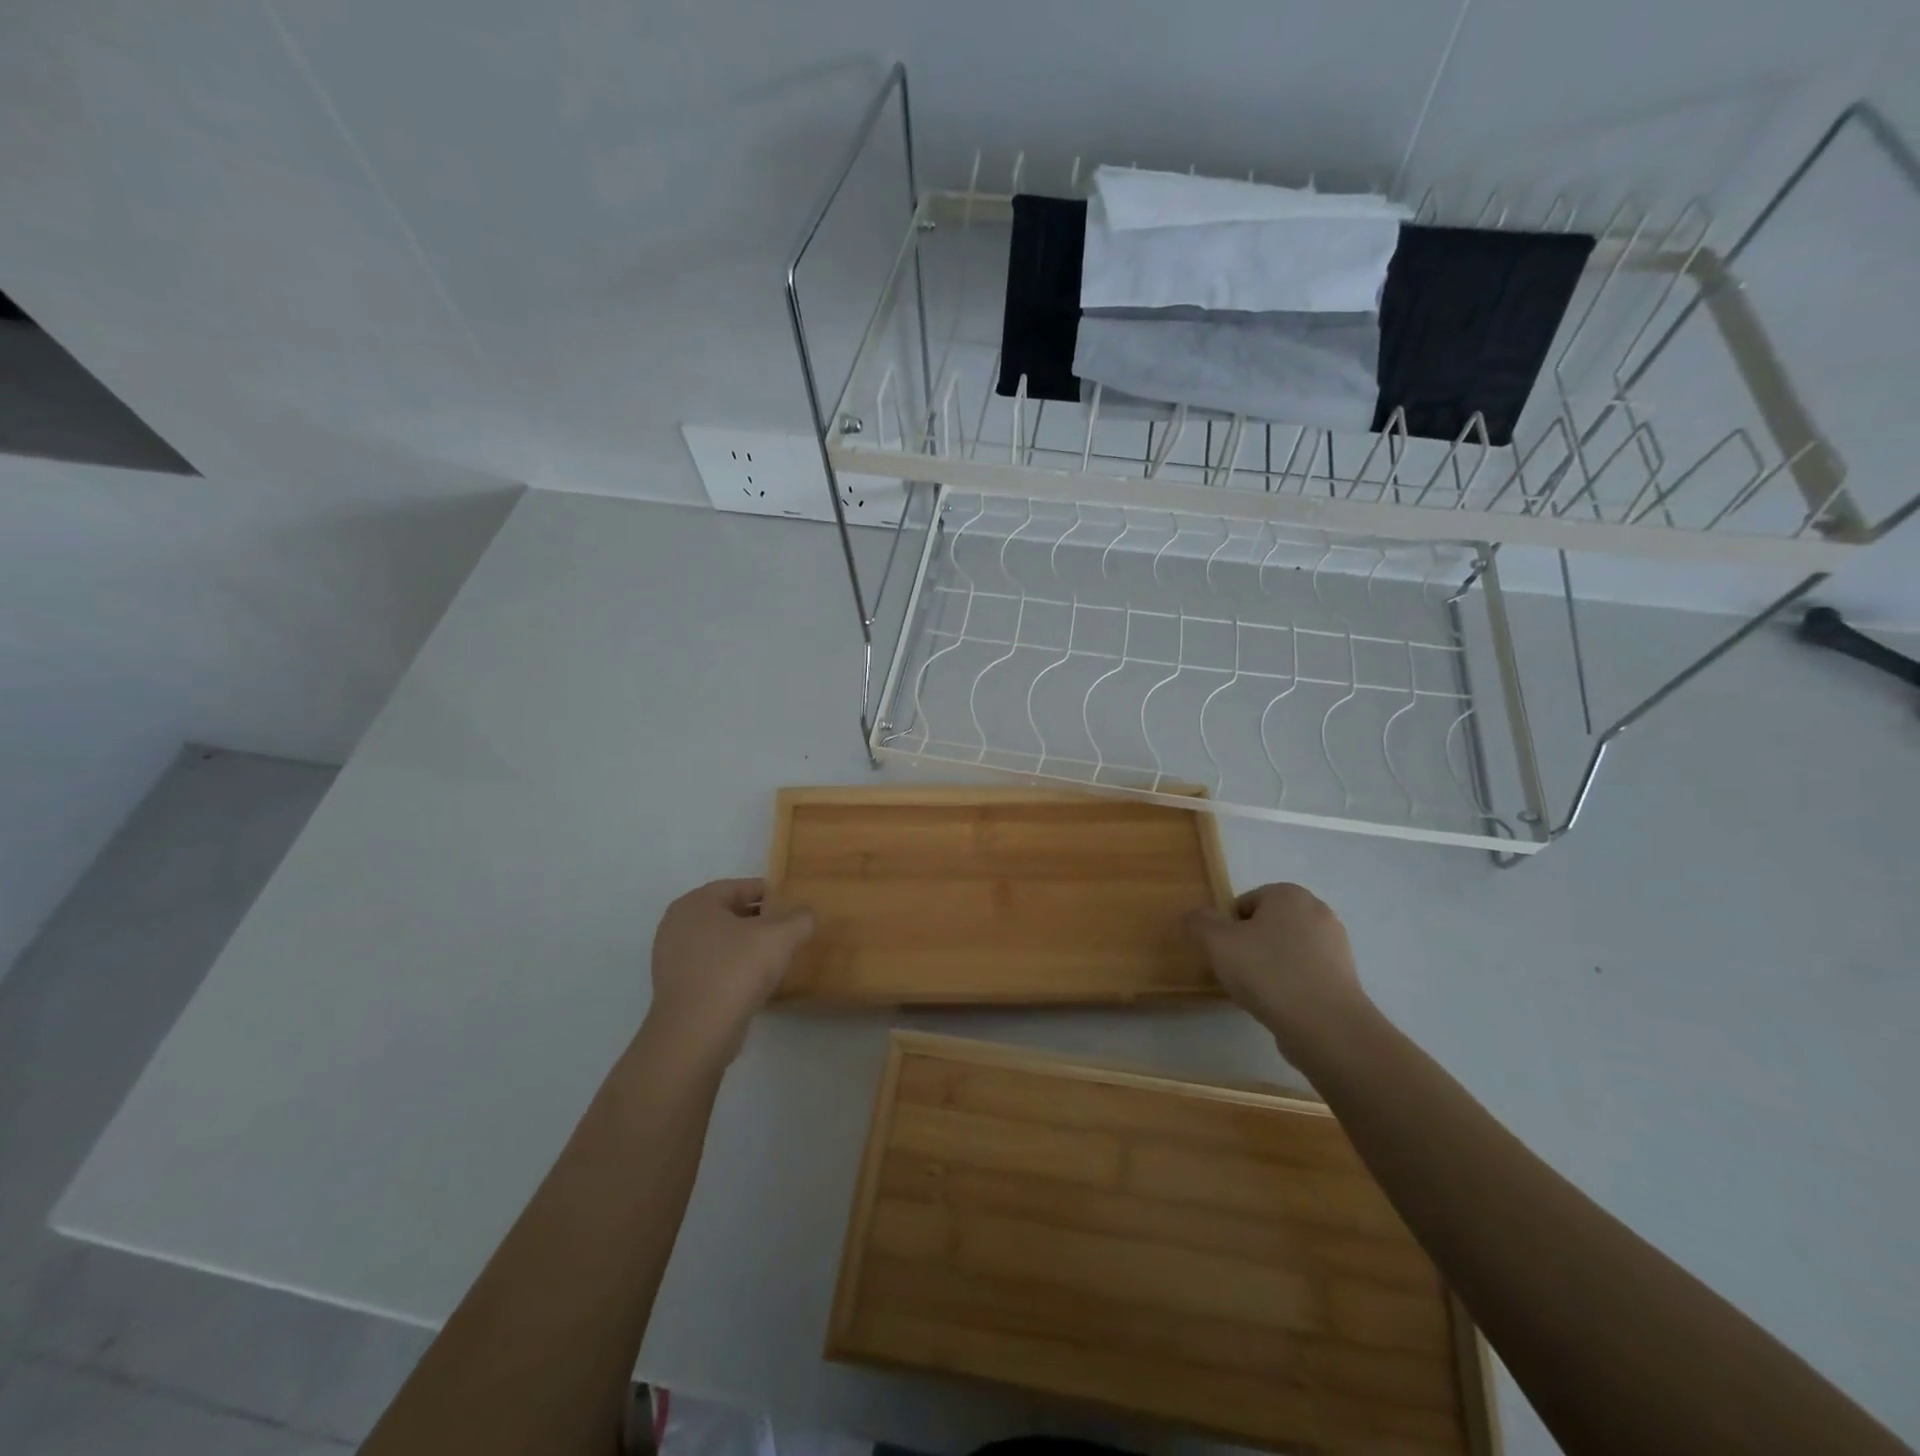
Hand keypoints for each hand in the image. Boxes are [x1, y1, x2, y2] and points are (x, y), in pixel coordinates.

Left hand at [642, 879, 815, 1067]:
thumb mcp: (781, 937)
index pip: (740, 887)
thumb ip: (800, 918)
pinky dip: (733, 969)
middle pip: (729, 914)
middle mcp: (677, 925)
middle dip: (759, 921)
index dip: (771, 894)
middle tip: (789, 931)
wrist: (696, 1034)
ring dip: (746, 946)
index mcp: (696, 903)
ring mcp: (672, 959)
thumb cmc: (736, 971)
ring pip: (720, 942)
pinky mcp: (676, 988)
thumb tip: (805, 915)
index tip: (794, 906)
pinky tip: (755, 982)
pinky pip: (712, 967)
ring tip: (776, 957)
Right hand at [1186, 883, 1371, 1059]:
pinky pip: (1305, 973)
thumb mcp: (1217, 943)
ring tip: (1258, 993)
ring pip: (1286, 950)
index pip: (1245, 903)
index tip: (1224, 954)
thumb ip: (1199, 922)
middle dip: (1250, 945)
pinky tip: (1281, 1005)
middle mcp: (1317, 911)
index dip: (1228, 928)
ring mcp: (1336, 945)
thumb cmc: (1267, 972)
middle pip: (1266, 925)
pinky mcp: (1345, 977)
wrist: (1325, 1026)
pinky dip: (1290, 984)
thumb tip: (1195, 916)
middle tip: (1237, 972)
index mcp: (1288, 894)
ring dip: (1269, 966)